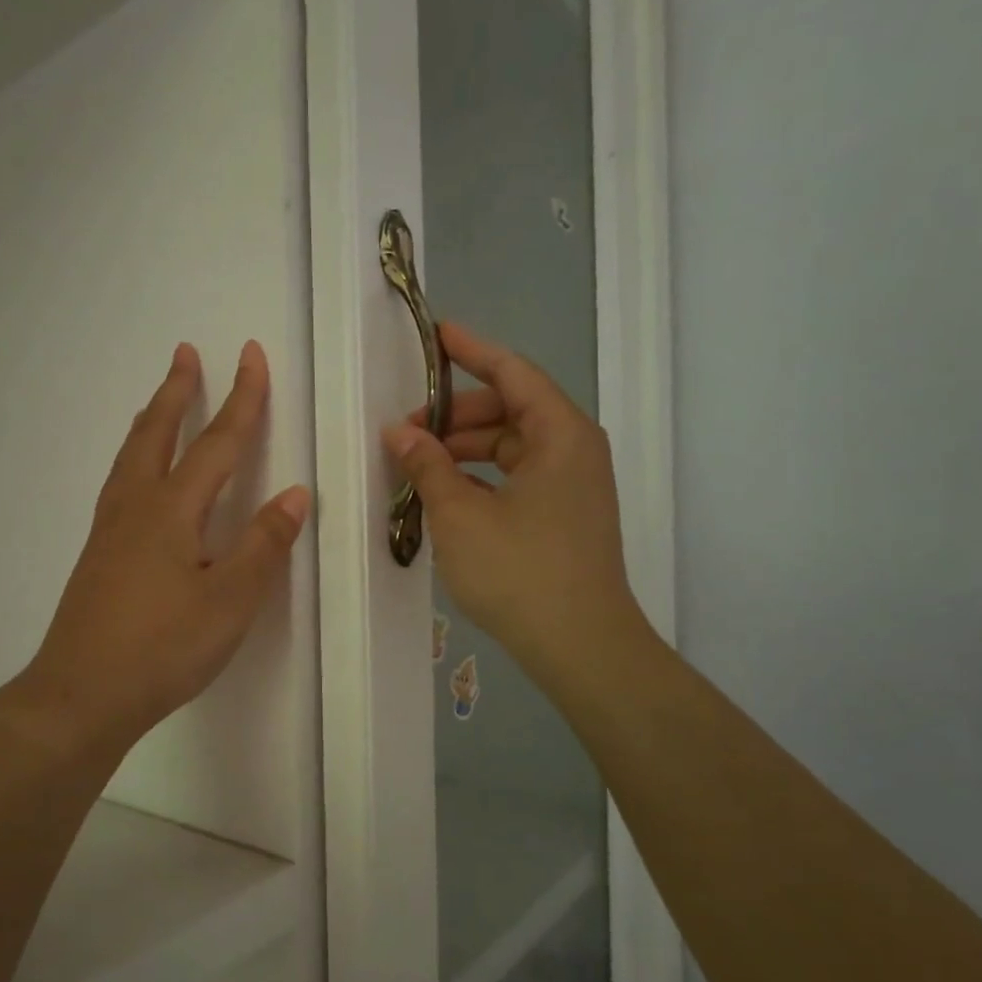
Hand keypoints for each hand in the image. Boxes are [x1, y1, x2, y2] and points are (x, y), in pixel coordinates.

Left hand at [18, 341, 309, 758]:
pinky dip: (135, 458)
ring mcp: (109, 531)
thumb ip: (263, 545)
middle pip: (159, 434)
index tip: (251, 354)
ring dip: (151, 420)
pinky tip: (137, 477)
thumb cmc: (163, 648)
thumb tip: (295, 494)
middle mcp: (135, 508)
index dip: (241, 398)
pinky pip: (119, 484)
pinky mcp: (98, 556)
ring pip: (131, 457)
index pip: (217, 442)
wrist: (81, 695)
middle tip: (186, 352)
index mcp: (172, 511)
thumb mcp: (230, 601)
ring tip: (160, 400)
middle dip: (178, 392)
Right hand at [383, 322, 652, 689]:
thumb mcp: (460, 515)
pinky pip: (519, 476)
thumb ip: (427, 466)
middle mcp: (573, 450)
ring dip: (466, 449)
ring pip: (513, 446)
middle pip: (510, 410)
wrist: (581, 646)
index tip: (436, 334)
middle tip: (407, 430)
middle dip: (457, 414)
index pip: (512, 372)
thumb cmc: (520, 571)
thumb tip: (399, 432)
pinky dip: (483, 476)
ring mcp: (573, 485)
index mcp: (560, 434)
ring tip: (419, 465)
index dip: (471, 350)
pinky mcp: (566, 515)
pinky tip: (448, 494)